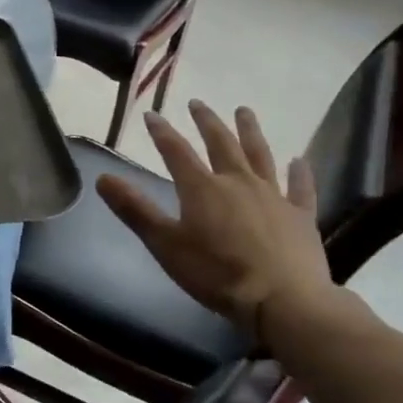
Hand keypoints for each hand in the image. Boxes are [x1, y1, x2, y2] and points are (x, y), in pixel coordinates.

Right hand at [97, 102, 333, 335]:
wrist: (283, 299)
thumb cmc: (216, 273)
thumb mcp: (165, 244)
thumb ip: (135, 210)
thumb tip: (102, 177)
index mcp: (202, 188)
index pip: (176, 152)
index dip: (162, 132)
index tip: (151, 115)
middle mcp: (237, 182)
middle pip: (220, 144)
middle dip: (207, 122)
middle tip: (198, 103)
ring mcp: (273, 196)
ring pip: (260, 155)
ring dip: (250, 131)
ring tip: (244, 111)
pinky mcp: (300, 215)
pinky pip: (300, 187)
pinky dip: (299, 172)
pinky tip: (299, 160)